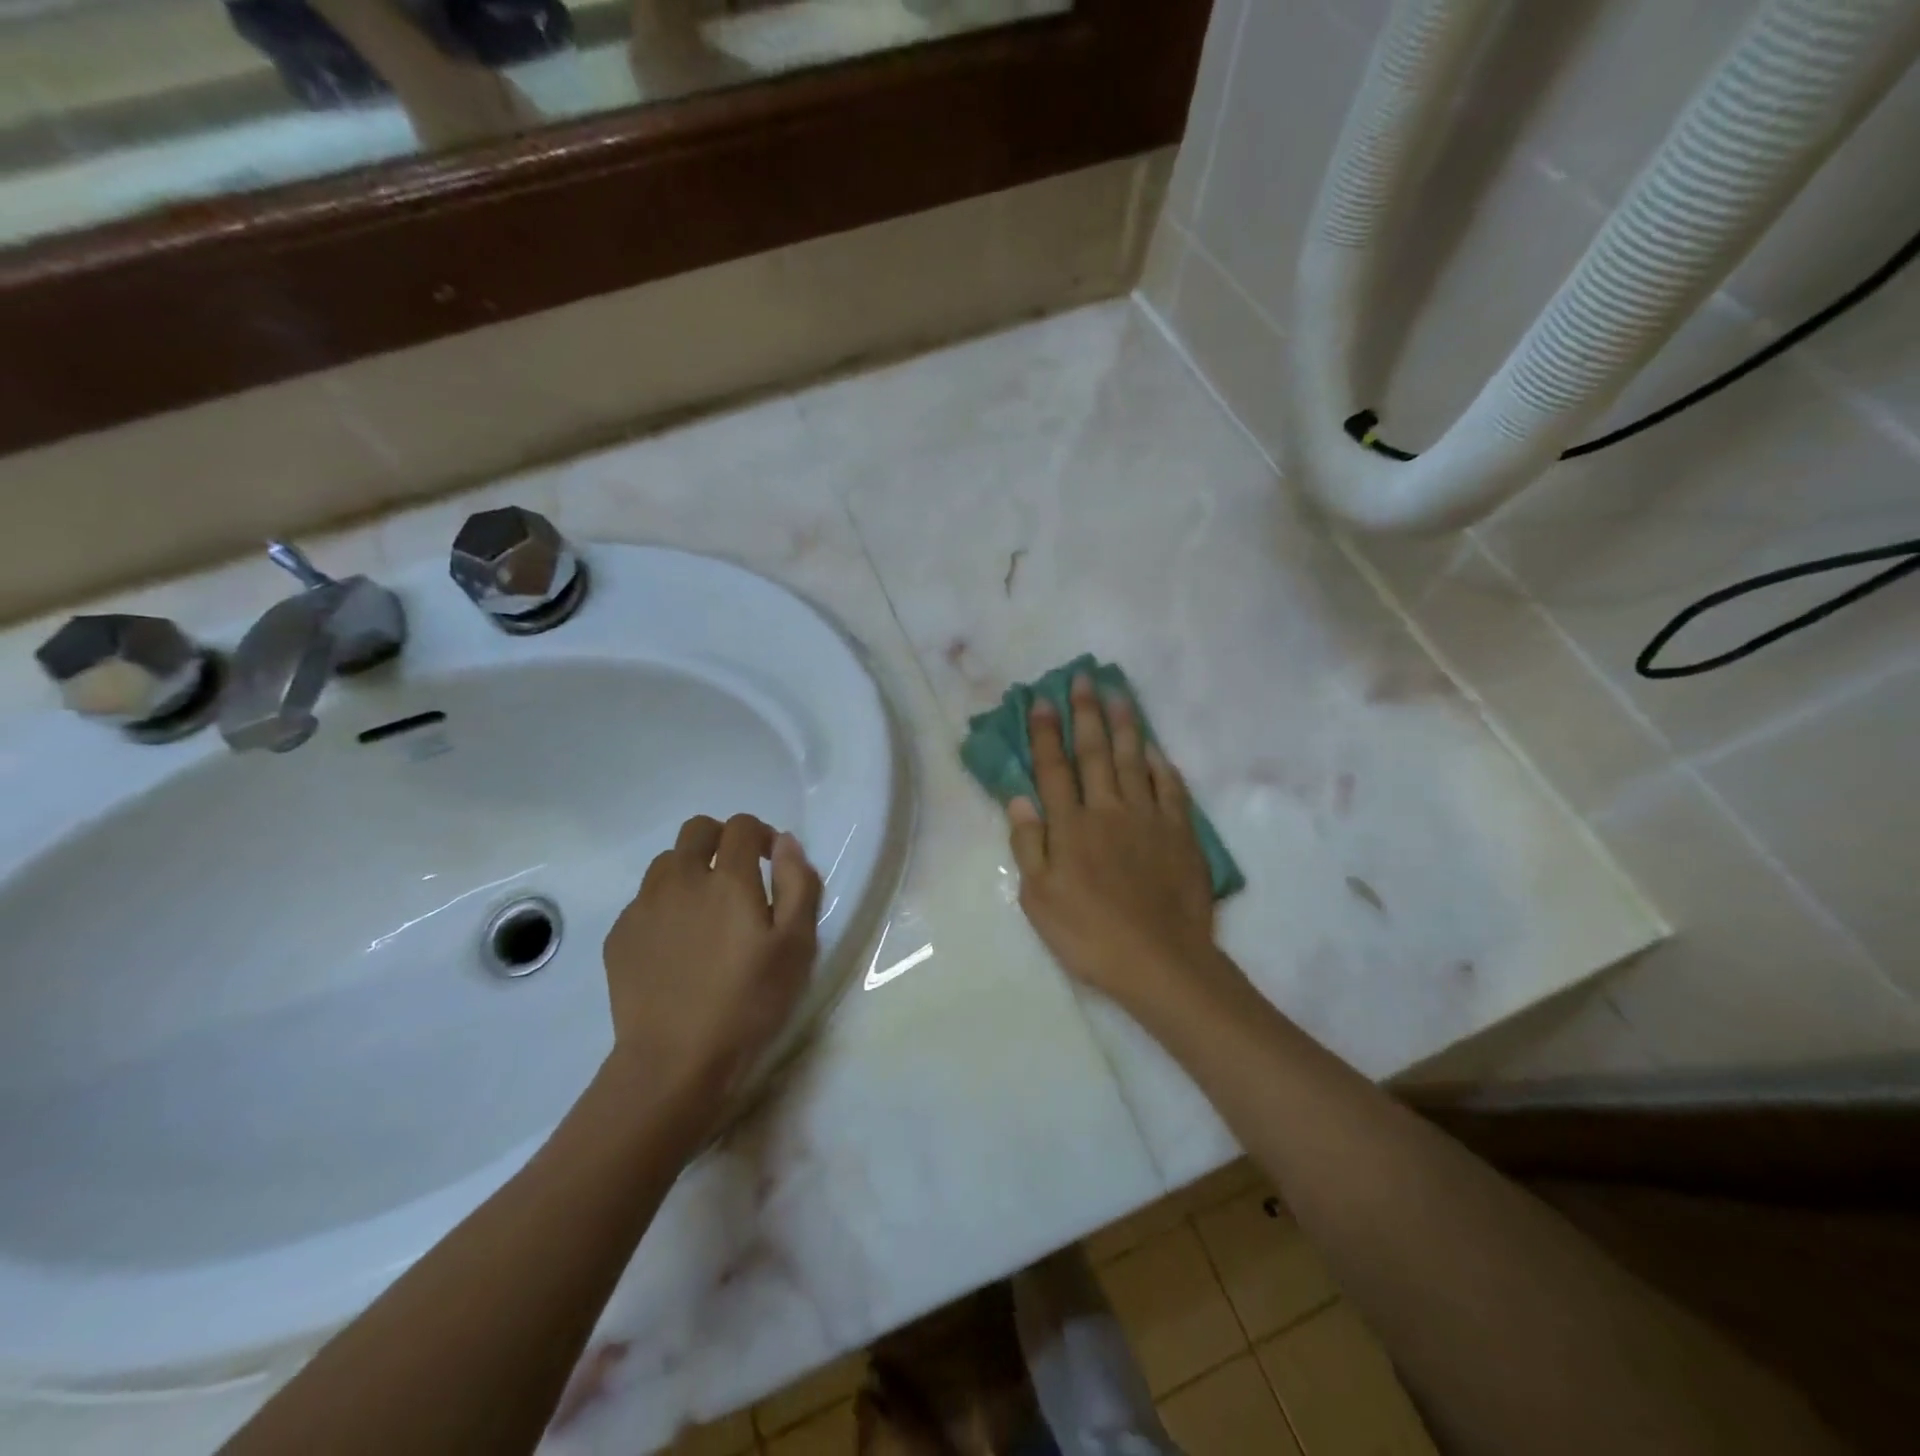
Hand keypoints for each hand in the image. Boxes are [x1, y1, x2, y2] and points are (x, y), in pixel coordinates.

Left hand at [601, 814, 821, 1120]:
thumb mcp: (797, 945)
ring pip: (666, 863)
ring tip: (706, 909)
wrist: (674, 1062)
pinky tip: (678, 944)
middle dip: (721, 839)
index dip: (761, 834)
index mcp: (727, 878)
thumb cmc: (749, 1002)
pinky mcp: (620, 936)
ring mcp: (644, 907)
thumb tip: (785, 842)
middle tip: (738, 875)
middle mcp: (681, 879)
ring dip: (690, 870)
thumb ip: (798, 884)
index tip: (771, 861)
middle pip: (697, 830)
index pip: (742, 826)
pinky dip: (665, 905)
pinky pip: (644, 901)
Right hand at [1007, 675, 1225, 1013]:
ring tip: (1119, 694)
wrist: (1160, 960)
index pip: (1053, 768)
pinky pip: (1171, 789)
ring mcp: (1148, 818)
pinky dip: (1163, 765)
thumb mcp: (1039, 899)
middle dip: (1086, 713)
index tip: (1041, 700)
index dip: (1045, 733)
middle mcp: (1108, 810)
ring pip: (1134, 760)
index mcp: (1070, 826)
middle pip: (1094, 753)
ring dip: (1125, 726)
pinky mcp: (1180, 833)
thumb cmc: (1089, 934)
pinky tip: (1157, 749)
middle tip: (1083, 678)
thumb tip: (1020, 797)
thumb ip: (1029, 844)